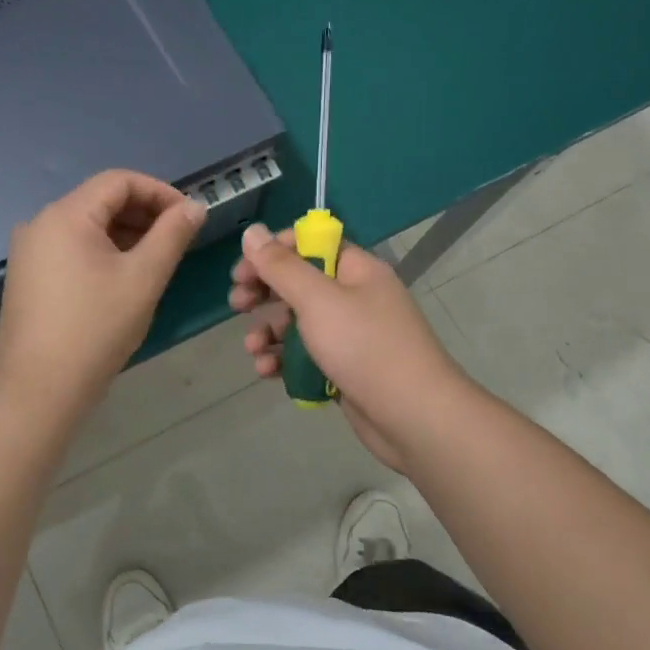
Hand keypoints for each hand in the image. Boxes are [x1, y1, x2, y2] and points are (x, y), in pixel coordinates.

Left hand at [0, 171, 205, 418]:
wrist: (38, 391)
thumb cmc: (96, 329)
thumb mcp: (143, 278)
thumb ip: (172, 235)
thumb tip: (194, 207)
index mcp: (65, 215)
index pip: (119, 181)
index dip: (160, 192)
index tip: (190, 217)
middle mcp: (39, 223)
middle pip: (100, 201)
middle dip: (144, 214)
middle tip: (178, 240)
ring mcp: (28, 252)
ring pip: (86, 227)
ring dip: (125, 234)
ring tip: (157, 260)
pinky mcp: (26, 277)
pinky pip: (71, 249)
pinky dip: (102, 253)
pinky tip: (124, 278)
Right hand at [228, 224, 468, 471]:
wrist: (413, 417)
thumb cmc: (364, 347)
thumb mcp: (317, 300)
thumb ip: (280, 266)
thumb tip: (252, 231)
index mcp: (356, 270)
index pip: (310, 244)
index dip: (274, 251)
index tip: (244, 268)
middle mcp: (354, 297)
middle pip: (299, 283)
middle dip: (264, 292)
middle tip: (237, 303)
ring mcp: (350, 335)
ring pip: (298, 323)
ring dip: (269, 332)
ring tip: (252, 348)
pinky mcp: (344, 369)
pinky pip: (306, 356)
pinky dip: (284, 361)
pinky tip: (267, 372)